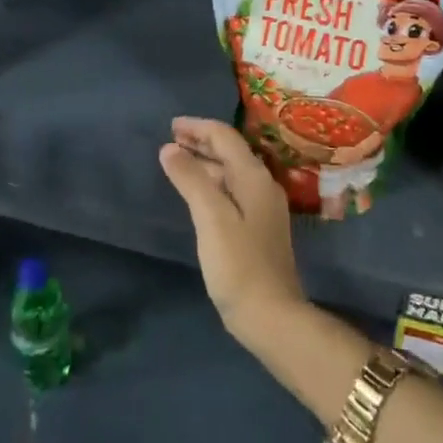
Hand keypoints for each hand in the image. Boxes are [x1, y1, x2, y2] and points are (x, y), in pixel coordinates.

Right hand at [159, 118, 305, 345]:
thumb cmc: (239, 265)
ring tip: (177, 161)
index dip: (198, 127)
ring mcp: (263, 208)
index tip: (171, 125)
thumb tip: (170, 148)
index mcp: (254, 178)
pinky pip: (232, 191)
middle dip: (201, 141)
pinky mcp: (258, 228)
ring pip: (231, 172)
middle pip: (230, 152)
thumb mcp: (211, 218)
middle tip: (171, 139)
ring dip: (205, 162)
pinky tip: (197, 193)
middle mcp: (262, 186)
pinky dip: (211, 182)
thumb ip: (191, 179)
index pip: (225, 137)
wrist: (272, 316)